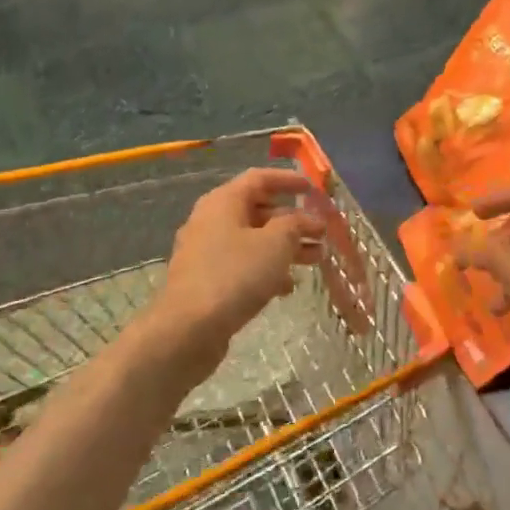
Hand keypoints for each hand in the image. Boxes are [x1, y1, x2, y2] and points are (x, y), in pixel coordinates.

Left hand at [151, 169, 325, 386]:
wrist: (188, 330)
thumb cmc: (235, 275)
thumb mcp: (276, 243)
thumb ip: (295, 224)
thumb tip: (304, 219)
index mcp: (223, 202)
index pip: (260, 178)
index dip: (289, 180)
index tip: (314, 189)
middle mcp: (211, 221)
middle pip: (258, 211)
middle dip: (293, 221)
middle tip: (322, 232)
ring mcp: (206, 253)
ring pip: (253, 241)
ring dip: (286, 247)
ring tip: (316, 259)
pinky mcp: (207, 281)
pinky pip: (243, 265)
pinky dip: (267, 270)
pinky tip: (287, 287)